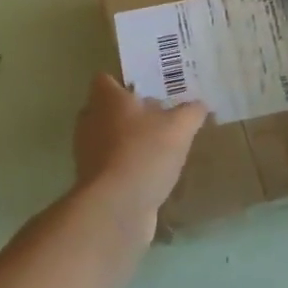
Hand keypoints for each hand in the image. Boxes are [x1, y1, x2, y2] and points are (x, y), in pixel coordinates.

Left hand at [72, 74, 208, 239]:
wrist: (116, 208)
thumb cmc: (145, 153)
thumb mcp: (180, 127)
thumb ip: (191, 112)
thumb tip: (200, 105)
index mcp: (107, 100)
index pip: (105, 79)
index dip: (124, 82)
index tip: (148, 88)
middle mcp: (90, 121)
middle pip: (107, 109)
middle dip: (130, 112)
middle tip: (160, 115)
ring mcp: (87, 153)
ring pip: (108, 137)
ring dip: (128, 140)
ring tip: (159, 145)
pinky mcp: (92, 181)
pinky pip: (111, 164)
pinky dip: (127, 165)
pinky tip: (151, 172)